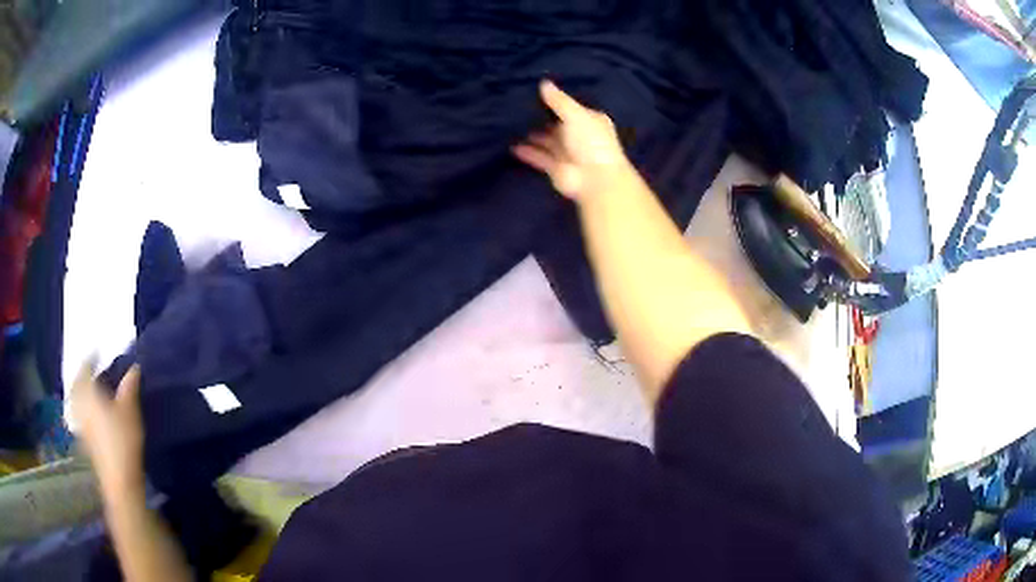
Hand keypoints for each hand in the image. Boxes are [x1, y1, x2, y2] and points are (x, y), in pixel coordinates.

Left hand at [71, 361, 145, 498]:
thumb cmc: (123, 439)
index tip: (97, 352)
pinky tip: (88, 411)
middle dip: (82, 374)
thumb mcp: (130, 410)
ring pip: (75, 399)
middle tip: (90, 369)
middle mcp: (79, 402)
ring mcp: (79, 421)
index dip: (91, 358)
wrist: (119, 479)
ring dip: (80, 391)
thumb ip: (129, 386)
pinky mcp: (83, 437)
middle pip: (76, 383)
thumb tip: (134, 366)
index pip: (85, 367)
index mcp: (88, 391)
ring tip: (88, 389)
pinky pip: (78, 413)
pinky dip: (81, 407)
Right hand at [513, 80, 630, 201]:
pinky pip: (540, 157)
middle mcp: (579, 136)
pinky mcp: (556, 169)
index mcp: (590, 121)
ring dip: (534, 136)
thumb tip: (543, 83)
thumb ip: (558, 101)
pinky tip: (512, 147)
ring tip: (513, 127)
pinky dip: (528, 153)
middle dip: (542, 119)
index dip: (556, 102)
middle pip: (558, 126)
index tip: (535, 95)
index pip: (571, 109)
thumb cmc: (590, 142)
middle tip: (519, 110)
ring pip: (548, 142)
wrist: (595, 179)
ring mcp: (568, 153)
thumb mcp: (575, 114)